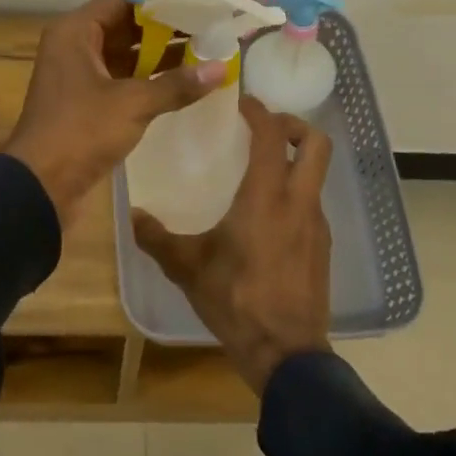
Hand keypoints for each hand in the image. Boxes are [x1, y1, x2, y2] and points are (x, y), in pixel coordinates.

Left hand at [2, 0, 225, 220]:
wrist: (39, 186)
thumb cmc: (80, 131)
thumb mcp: (132, 104)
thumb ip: (176, 84)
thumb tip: (221, 68)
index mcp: (76, 31)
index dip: (161, 0)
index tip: (198, 3)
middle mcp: (75, 45)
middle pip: (126, 25)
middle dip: (167, 27)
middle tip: (209, 27)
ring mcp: (80, 73)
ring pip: (126, 52)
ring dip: (161, 53)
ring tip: (205, 51)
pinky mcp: (87, 100)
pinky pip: (123, 77)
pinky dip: (149, 77)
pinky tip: (183, 81)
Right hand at [132, 96, 334, 394]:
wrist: (286, 353)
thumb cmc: (236, 300)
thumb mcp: (188, 268)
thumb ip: (158, 239)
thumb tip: (132, 215)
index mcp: (267, 196)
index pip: (273, 135)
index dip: (260, 111)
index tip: (241, 103)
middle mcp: (299, 202)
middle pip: (317, 144)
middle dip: (294, 126)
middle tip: (265, 128)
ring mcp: (317, 225)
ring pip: (317, 174)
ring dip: (295, 161)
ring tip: (260, 171)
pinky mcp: (323, 247)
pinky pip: (312, 203)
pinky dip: (295, 192)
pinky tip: (268, 216)